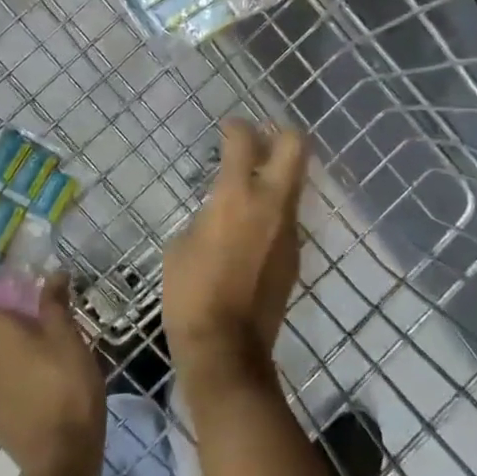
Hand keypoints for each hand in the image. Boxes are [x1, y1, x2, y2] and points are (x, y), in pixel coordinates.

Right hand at [164, 119, 307, 391]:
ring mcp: (289, 230)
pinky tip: (252, 229)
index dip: (237, 127)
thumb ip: (207, 214)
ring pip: (295, 183)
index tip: (229, 128)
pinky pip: (288, 218)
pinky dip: (274, 211)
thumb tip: (219, 209)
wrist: (226, 348)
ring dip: (277, 176)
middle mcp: (272, 204)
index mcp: (237, 196)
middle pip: (295, 146)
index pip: (245, 140)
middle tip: (259, 141)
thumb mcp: (181, 244)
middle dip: (280, 133)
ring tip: (251, 187)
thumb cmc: (190, 292)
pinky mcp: (295, 256)